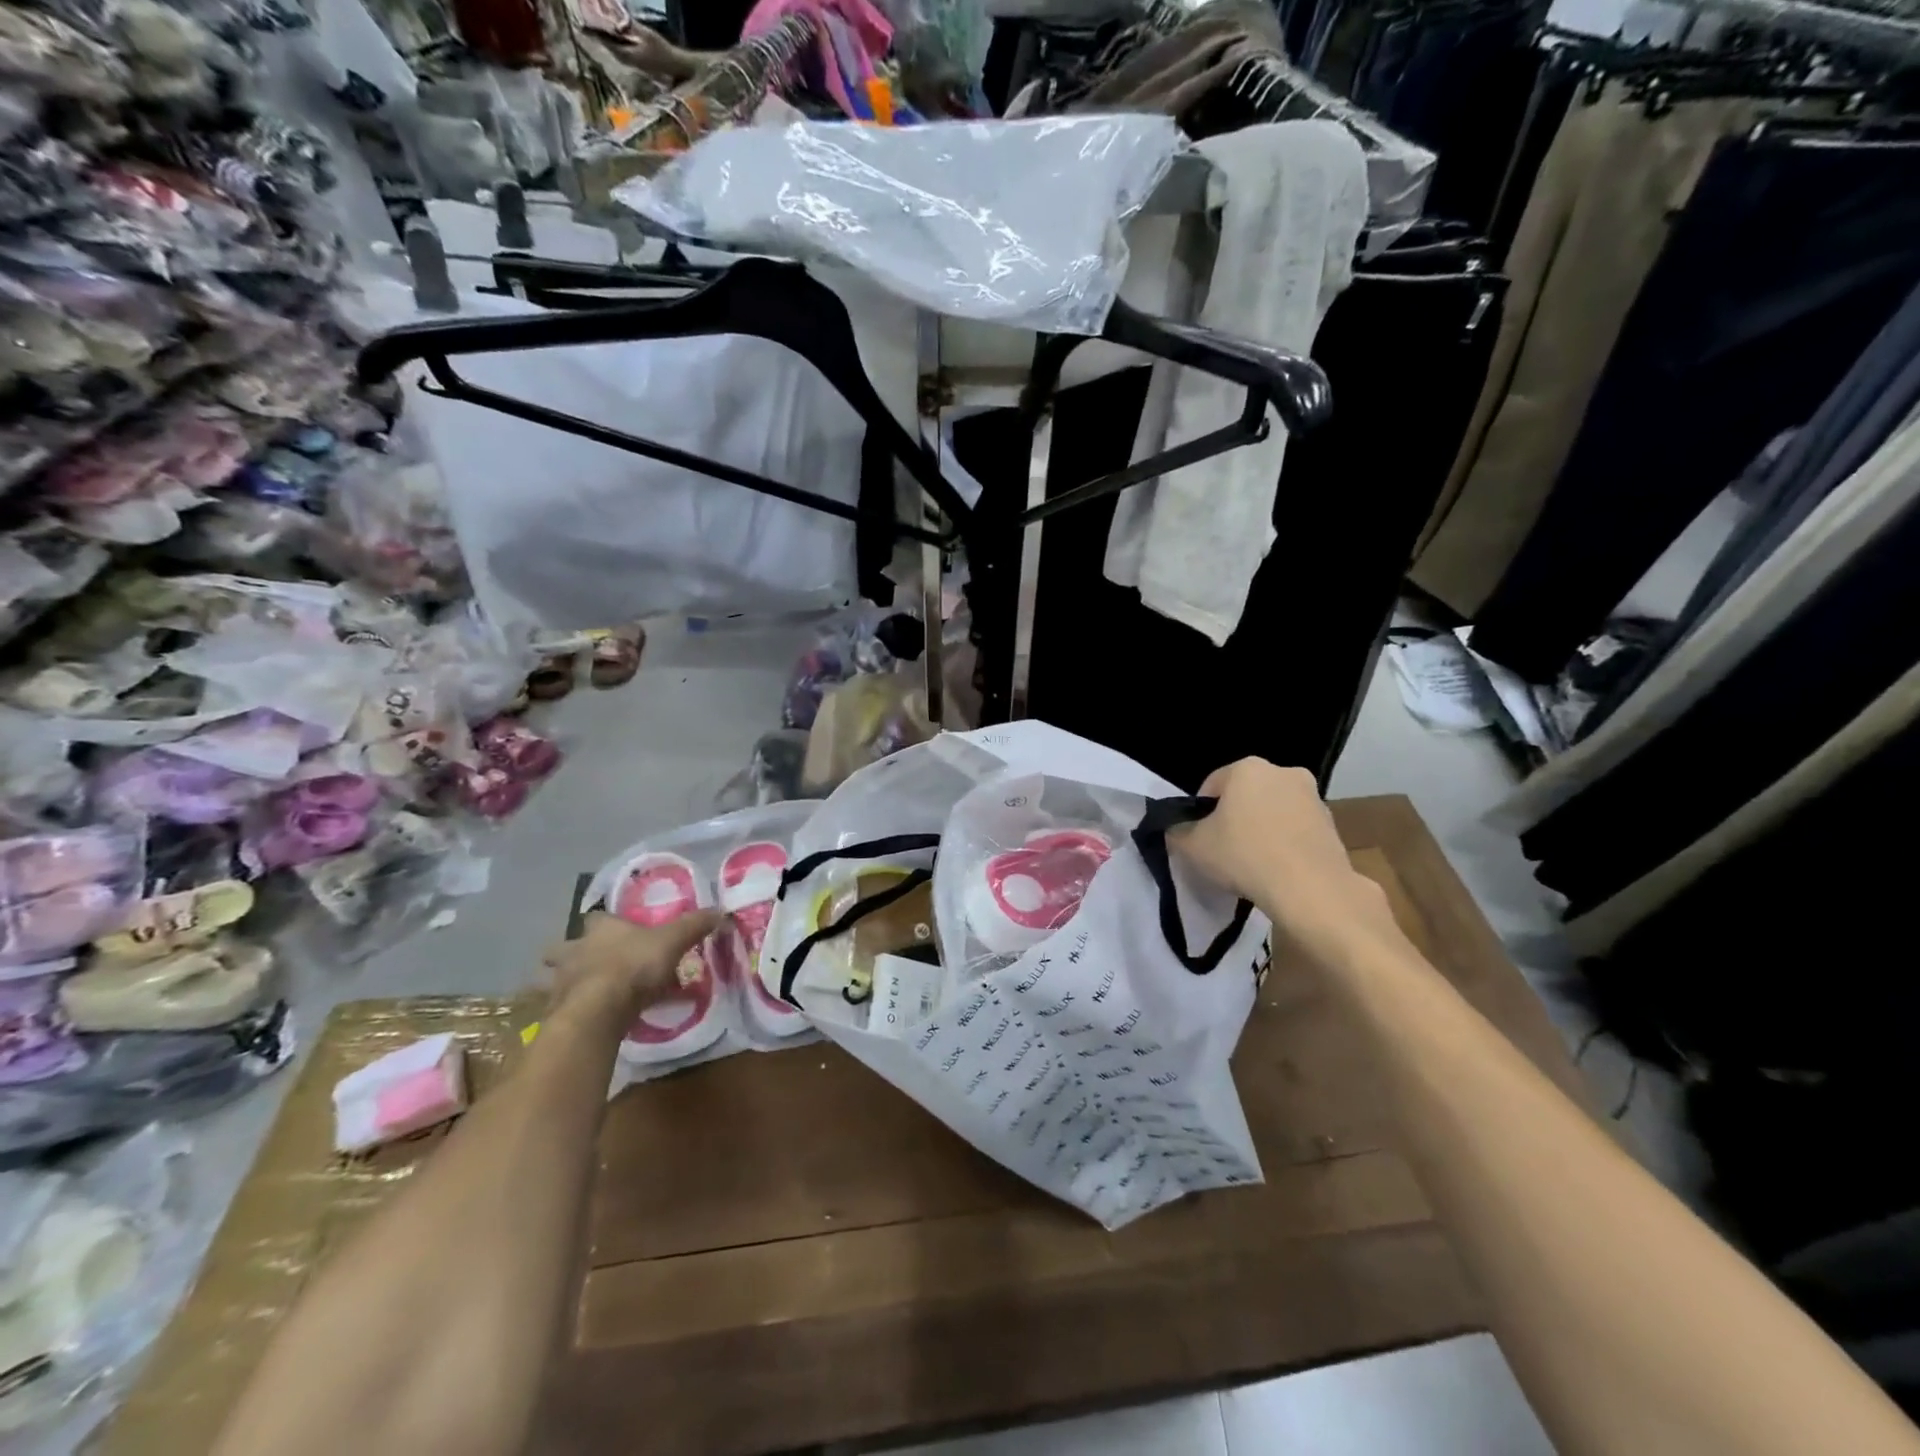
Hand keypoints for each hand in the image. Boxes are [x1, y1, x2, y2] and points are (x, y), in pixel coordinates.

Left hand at [541, 909, 721, 1016]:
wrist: (597, 1012)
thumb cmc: (634, 966)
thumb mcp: (673, 941)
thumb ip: (694, 926)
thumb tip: (720, 911)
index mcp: (600, 929)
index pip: (596, 917)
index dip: (605, 922)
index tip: (615, 929)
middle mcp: (574, 950)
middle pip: (564, 948)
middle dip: (573, 954)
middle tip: (592, 964)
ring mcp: (560, 982)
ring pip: (557, 978)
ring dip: (568, 984)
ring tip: (589, 995)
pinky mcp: (557, 1013)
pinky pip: (563, 1009)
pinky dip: (573, 1012)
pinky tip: (590, 1021)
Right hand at [1172, 759, 1397, 959]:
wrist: (1310, 889)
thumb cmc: (1244, 856)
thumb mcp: (1192, 846)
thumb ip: (1176, 832)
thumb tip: (1176, 830)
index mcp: (1247, 768)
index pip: (1211, 786)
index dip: (1200, 814)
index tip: (1200, 840)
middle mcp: (1283, 772)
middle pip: (1245, 795)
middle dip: (1234, 818)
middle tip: (1224, 850)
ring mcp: (1313, 797)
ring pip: (1273, 811)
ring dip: (1261, 830)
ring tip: (1252, 864)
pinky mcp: (1332, 825)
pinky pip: (1296, 830)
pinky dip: (1285, 844)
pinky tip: (1277, 870)